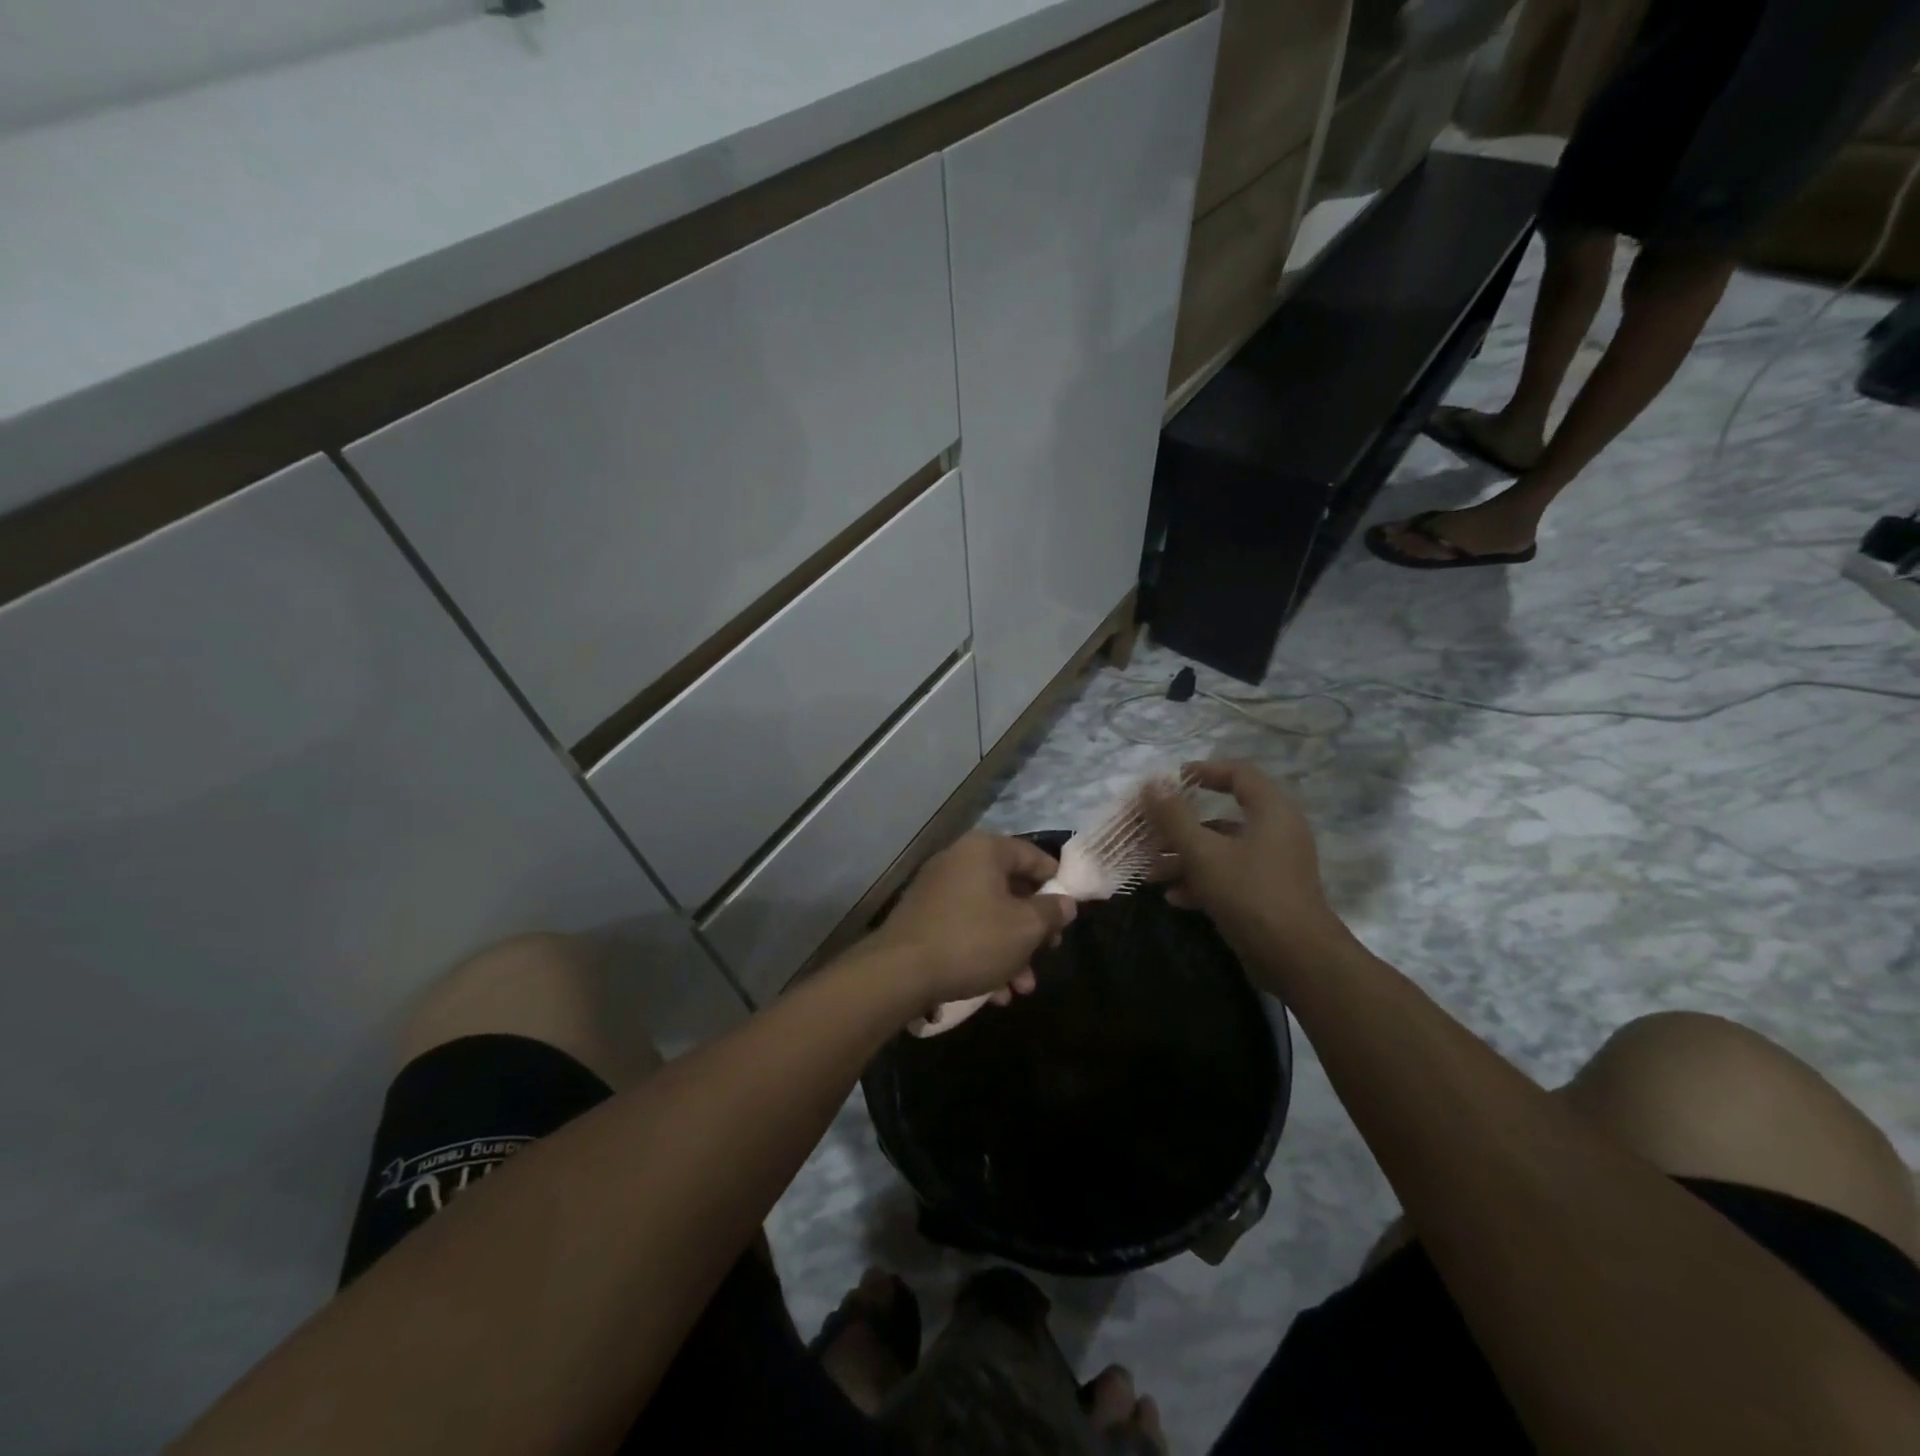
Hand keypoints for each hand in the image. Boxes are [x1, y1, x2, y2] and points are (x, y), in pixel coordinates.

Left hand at [874, 833, 1076, 1008]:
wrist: (900, 972)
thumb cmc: (973, 940)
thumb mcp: (1025, 928)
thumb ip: (1051, 911)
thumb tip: (1065, 902)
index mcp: (984, 850)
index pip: (1032, 855)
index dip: (1056, 881)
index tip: (1070, 909)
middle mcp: (958, 860)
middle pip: (1010, 888)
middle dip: (1032, 928)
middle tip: (1048, 953)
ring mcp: (937, 889)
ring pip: (988, 915)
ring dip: (1011, 950)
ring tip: (1021, 988)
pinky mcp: (923, 918)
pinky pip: (964, 929)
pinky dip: (983, 954)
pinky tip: (994, 993)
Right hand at [1143, 761, 1347, 968]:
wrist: (1297, 959)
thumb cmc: (1250, 893)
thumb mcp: (1203, 852)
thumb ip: (1174, 817)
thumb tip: (1151, 783)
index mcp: (1271, 812)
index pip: (1239, 774)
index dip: (1204, 771)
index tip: (1171, 780)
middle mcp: (1276, 834)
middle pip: (1222, 817)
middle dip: (1180, 827)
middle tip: (1148, 833)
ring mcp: (1273, 867)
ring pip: (1222, 851)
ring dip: (1184, 858)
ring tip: (1150, 873)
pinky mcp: (1267, 896)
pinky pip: (1229, 877)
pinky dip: (1201, 882)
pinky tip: (1173, 897)